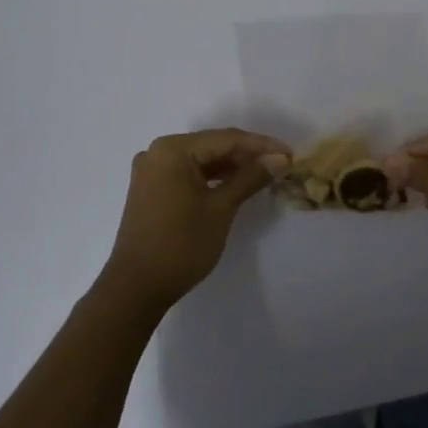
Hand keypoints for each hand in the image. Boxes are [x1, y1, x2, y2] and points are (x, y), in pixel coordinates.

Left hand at [103, 129, 288, 313]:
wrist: (136, 288)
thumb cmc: (181, 245)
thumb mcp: (221, 208)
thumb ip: (250, 178)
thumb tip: (279, 158)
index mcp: (173, 149)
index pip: (226, 139)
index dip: (261, 145)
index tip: (290, 154)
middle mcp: (158, 152)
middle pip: (212, 146)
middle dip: (247, 155)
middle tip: (280, 164)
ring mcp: (152, 171)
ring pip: (201, 160)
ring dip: (231, 167)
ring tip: (264, 174)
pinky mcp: (151, 189)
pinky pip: (188, 174)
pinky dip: (212, 178)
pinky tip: (235, 185)